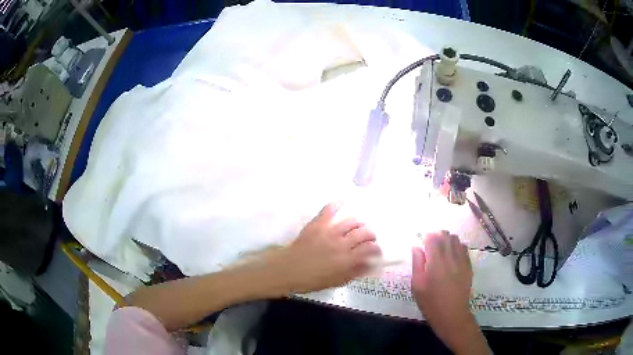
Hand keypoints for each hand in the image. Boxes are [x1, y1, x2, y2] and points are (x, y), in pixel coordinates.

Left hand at [274, 203, 380, 293]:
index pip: (370, 249)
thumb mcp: (337, 281)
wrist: (288, 270)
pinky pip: (329, 210)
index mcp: (347, 260)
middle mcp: (342, 244)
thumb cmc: (312, 280)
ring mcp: (329, 231)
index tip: (375, 251)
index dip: (376, 249)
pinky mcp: (317, 224)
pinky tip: (343, 202)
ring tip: (357, 226)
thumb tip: (371, 265)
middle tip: (368, 239)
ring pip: (351, 221)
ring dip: (358, 223)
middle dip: (370, 235)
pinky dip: (337, 204)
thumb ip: (355, 272)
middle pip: (364, 233)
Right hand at [412, 231, 488, 354]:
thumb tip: (416, 247)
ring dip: (447, 240)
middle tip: (430, 246)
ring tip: (441, 251)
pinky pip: (464, 248)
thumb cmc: (430, 302)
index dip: (426, 237)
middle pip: (445, 235)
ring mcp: (462, 260)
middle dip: (437, 236)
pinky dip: (457, 247)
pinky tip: (452, 257)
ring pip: (456, 239)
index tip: (422, 243)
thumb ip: (417, 263)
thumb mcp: (417, 285)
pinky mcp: (468, 265)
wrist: (451, 314)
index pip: (432, 237)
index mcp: (435, 262)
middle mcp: (450, 257)